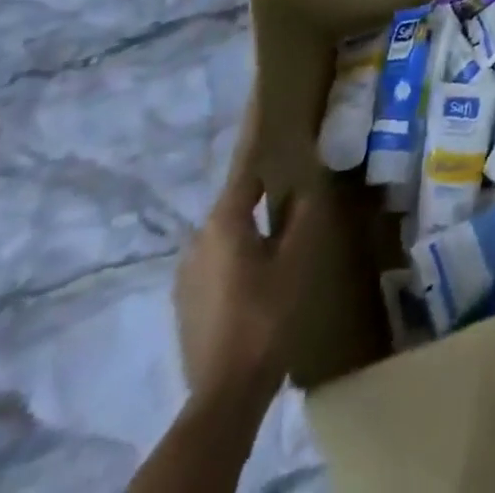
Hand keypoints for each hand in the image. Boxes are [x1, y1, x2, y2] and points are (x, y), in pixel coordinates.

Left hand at [174, 92, 311, 410]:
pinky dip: (242, 246)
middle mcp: (199, 237)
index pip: (247, 164)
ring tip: (283, 220)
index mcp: (225, 221)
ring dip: (253, 219)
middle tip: (293, 172)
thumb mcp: (297, 259)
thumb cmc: (266, 315)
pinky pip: (220, 255)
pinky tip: (262, 262)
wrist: (223, 394)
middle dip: (263, 184)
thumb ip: (302, 215)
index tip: (267, 100)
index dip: (259, 133)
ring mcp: (188, 271)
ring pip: (228, 229)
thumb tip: (307, 181)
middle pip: (237, 198)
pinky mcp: (187, 298)